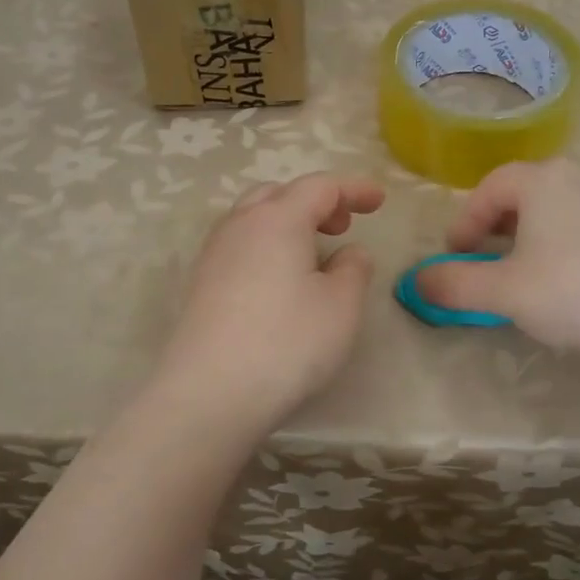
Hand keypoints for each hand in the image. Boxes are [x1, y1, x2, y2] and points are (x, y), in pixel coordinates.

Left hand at [155, 173, 384, 435]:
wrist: (209, 393)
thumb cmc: (287, 343)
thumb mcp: (341, 306)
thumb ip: (354, 269)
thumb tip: (347, 253)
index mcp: (278, 219)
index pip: (320, 186)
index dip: (353, 189)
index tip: (379, 201)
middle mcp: (240, 226)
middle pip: (278, 194)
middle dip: (314, 202)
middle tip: (341, 226)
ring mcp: (213, 255)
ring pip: (253, 219)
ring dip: (287, 224)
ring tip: (312, 255)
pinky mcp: (200, 285)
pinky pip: (239, 247)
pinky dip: (266, 247)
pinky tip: (279, 282)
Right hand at [414, 158, 579, 358]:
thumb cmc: (571, 290)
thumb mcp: (501, 291)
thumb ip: (453, 283)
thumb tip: (417, 282)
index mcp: (544, 179)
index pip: (491, 188)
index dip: (466, 221)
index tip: (457, 255)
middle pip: (528, 192)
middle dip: (501, 225)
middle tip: (489, 259)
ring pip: (564, 206)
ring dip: (538, 233)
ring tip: (531, 270)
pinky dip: (573, 242)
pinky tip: (577, 279)